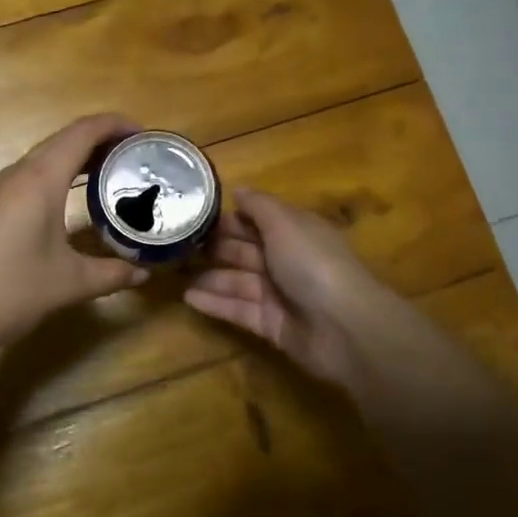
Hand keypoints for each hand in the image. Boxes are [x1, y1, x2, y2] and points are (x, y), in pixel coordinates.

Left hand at [0, 113, 149, 363]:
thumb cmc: (7, 292)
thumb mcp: (68, 284)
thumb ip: (111, 274)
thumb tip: (143, 273)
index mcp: (39, 180)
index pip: (83, 133)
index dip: (115, 124)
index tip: (144, 134)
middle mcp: (15, 174)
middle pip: (63, 140)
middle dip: (100, 141)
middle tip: (133, 158)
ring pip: (42, 158)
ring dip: (75, 159)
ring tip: (106, 177)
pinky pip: (27, 178)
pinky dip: (55, 177)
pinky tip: (66, 204)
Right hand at [183, 187, 400, 388]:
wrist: (344, 327)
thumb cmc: (313, 263)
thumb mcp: (285, 223)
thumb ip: (259, 206)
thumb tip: (238, 189)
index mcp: (294, 232)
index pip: (257, 220)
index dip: (229, 217)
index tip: (193, 213)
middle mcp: (287, 260)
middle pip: (245, 250)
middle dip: (214, 247)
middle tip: (175, 244)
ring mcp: (280, 295)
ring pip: (238, 281)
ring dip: (209, 276)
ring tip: (173, 272)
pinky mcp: (272, 325)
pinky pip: (238, 310)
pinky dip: (215, 303)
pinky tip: (187, 298)